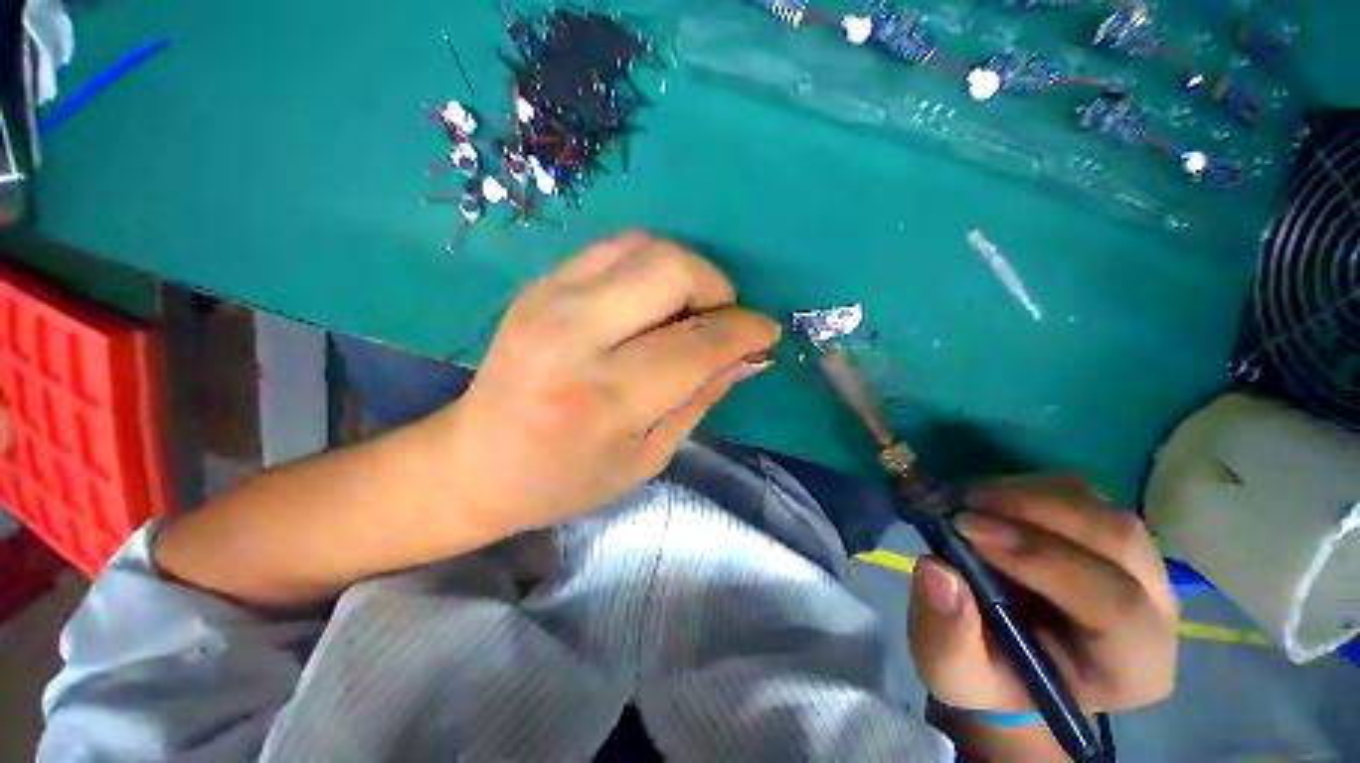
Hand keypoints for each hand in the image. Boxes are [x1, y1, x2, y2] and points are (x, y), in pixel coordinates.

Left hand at [442, 231, 780, 536]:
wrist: (475, 462)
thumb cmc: (566, 478)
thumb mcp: (649, 455)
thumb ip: (703, 396)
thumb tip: (750, 355)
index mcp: (603, 398)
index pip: (697, 343)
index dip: (745, 331)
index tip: (765, 333)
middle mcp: (573, 337)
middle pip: (671, 269)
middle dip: (717, 288)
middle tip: (722, 320)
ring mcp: (548, 299)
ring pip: (645, 247)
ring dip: (687, 272)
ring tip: (689, 311)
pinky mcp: (538, 284)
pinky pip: (614, 248)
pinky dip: (650, 265)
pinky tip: (652, 300)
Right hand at [908, 477, 1177, 714]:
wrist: (1004, 655)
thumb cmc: (986, 673)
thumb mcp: (952, 670)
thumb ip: (947, 633)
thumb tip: (936, 569)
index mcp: (1131, 667)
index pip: (1116, 606)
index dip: (1042, 561)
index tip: (965, 529)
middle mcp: (1156, 612)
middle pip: (1119, 540)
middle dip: (1034, 511)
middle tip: (961, 505)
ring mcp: (1141, 565)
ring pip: (1101, 509)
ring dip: (1026, 494)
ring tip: (965, 500)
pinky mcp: (1110, 533)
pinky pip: (1081, 493)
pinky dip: (1027, 487)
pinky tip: (986, 500)